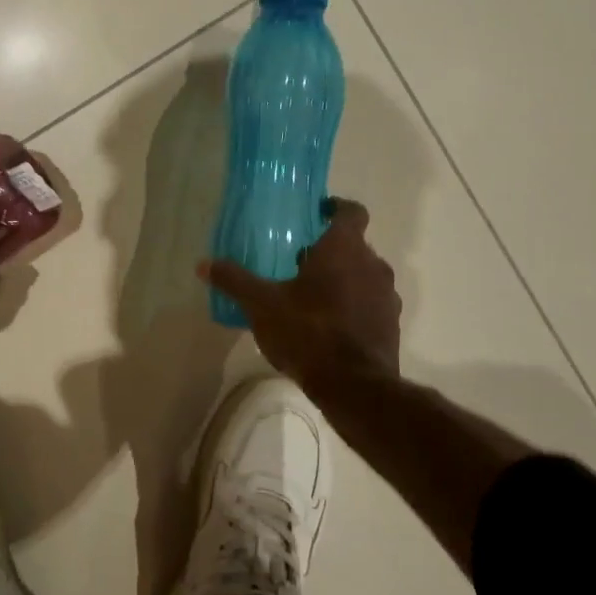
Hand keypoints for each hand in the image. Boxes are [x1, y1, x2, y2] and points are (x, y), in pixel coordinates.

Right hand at [200, 197, 401, 381]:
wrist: (354, 386)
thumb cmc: (307, 332)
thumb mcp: (261, 305)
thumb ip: (235, 281)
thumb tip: (203, 264)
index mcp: (344, 248)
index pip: (351, 211)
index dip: (335, 208)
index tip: (317, 213)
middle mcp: (372, 264)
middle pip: (355, 245)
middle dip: (330, 250)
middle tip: (300, 262)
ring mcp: (387, 296)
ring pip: (364, 275)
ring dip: (344, 279)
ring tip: (313, 296)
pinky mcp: (391, 325)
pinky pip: (371, 303)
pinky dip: (354, 306)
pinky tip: (329, 325)